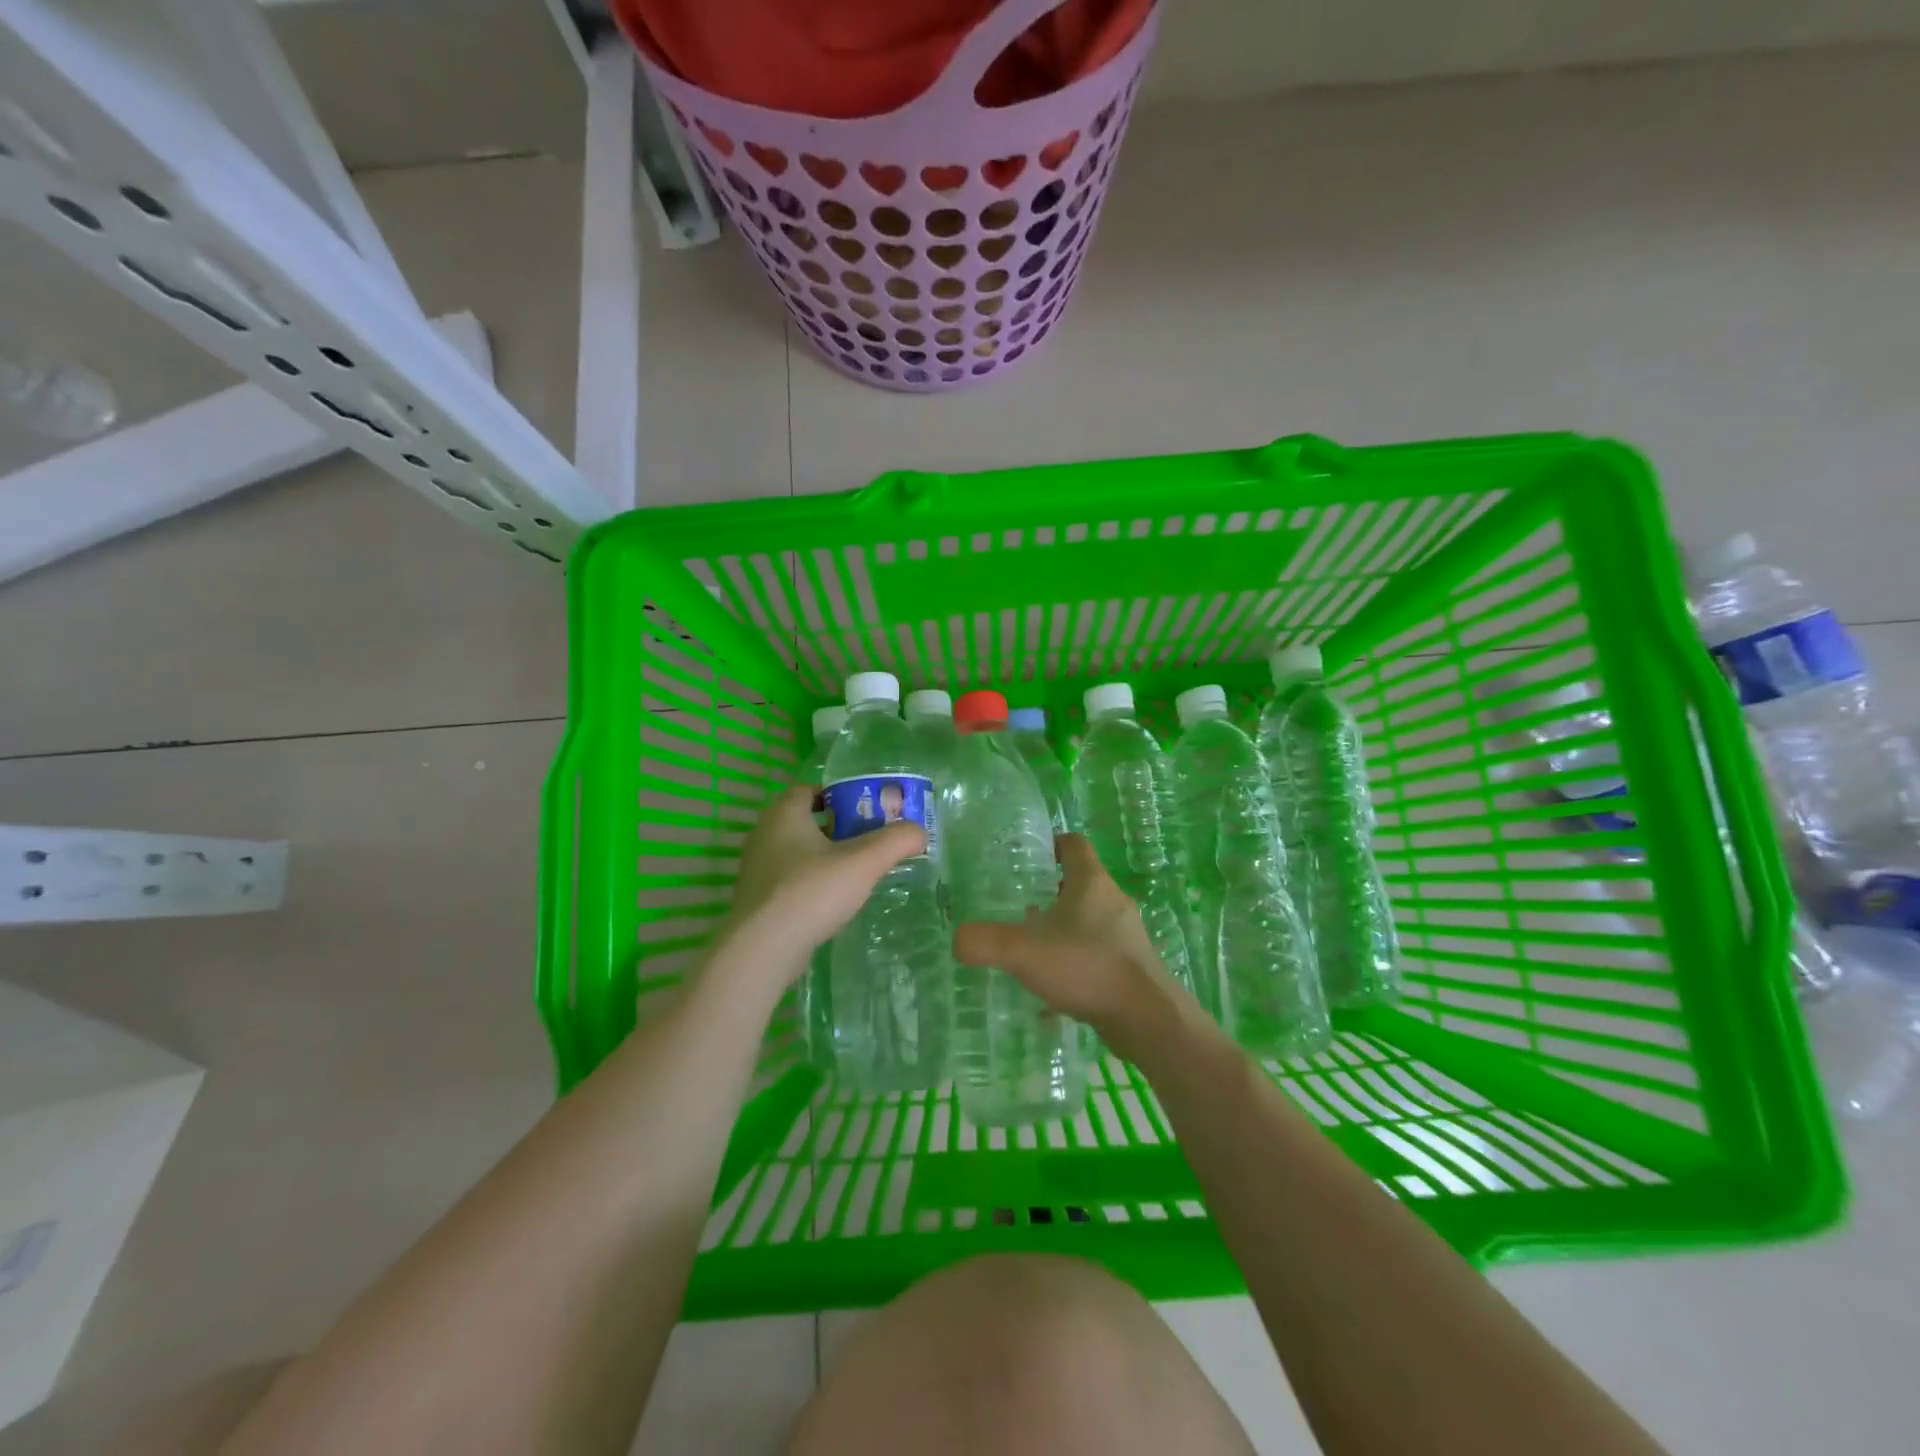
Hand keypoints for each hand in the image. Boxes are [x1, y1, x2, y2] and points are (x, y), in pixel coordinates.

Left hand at [714, 786, 924, 994]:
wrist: (763, 949)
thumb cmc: (812, 891)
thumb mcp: (864, 862)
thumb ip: (896, 841)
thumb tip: (919, 833)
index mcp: (784, 815)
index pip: (807, 790)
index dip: (836, 796)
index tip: (863, 811)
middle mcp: (763, 835)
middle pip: (804, 821)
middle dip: (835, 828)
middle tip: (866, 841)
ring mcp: (756, 869)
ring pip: (795, 852)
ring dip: (822, 858)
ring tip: (854, 873)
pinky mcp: (757, 900)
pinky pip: (787, 880)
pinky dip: (809, 883)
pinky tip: (830, 902)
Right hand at [953, 835, 1195, 1055]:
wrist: (1146, 1018)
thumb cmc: (1087, 967)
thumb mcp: (1024, 951)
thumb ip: (984, 942)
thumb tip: (957, 939)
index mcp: (1091, 882)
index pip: (1073, 844)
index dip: (1050, 844)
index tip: (1025, 857)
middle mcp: (1113, 901)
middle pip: (1080, 882)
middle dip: (1049, 890)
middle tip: (1017, 904)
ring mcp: (1126, 935)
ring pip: (1088, 920)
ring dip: (1063, 927)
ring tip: (1031, 946)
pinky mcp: (1131, 965)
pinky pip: (1096, 953)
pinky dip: (1075, 961)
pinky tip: (1052, 988)